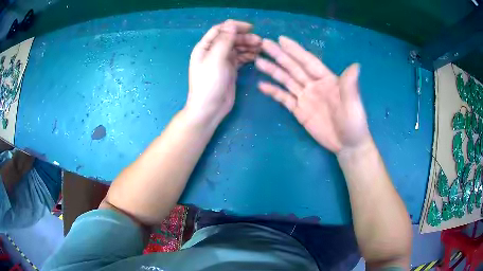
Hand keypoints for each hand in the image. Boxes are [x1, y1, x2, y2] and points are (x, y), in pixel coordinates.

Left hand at [185, 20, 260, 125]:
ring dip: (248, 46)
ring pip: (237, 48)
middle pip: (230, 38)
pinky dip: (249, 56)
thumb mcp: (216, 60)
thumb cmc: (209, 83)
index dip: (234, 27)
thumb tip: (231, 24)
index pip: (220, 30)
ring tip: (261, 48)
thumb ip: (224, 41)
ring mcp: (222, 61)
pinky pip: (241, 58)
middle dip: (245, 38)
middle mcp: (213, 51)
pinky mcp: (230, 69)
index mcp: (205, 47)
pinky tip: (257, 56)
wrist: (209, 108)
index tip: (250, 28)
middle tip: (260, 42)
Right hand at [255, 36, 369, 153]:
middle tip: (264, 44)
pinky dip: (273, 92)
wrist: (347, 145)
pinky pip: (284, 99)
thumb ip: (350, 86)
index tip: (281, 39)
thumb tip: (355, 65)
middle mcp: (314, 85)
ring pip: (286, 80)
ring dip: (273, 71)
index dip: (295, 50)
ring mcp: (305, 98)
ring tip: (258, 62)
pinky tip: (262, 86)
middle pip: (294, 68)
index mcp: (327, 79)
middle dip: (279, 55)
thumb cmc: (354, 124)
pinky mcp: (299, 111)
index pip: (308, 61)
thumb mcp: (353, 105)